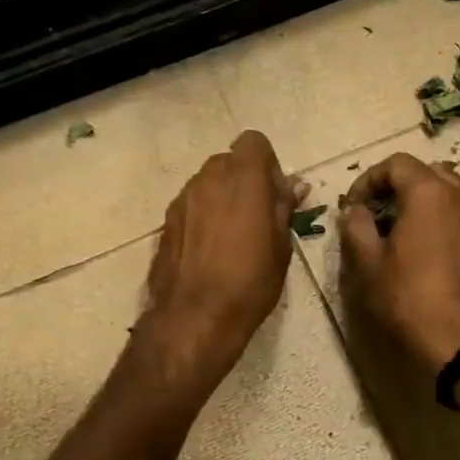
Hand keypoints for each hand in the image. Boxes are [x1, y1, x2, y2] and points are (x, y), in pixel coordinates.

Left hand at [144, 130, 300, 382]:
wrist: (195, 317)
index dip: (267, 163)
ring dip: (222, 198)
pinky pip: (191, 206)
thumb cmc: (250, 282)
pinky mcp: (166, 222)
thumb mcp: (281, 246)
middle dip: (244, 180)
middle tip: (257, 215)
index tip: (274, 194)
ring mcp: (182, 200)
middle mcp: (208, 179)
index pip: (254, 142)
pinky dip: (203, 217)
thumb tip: (293, 185)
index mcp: (243, 178)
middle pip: (229, 161)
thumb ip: (284, 208)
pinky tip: (210, 250)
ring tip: (232, 236)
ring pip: (207, 184)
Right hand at [340, 154, 459, 370]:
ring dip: (419, 202)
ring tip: (398, 232)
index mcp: (429, 193)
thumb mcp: (369, 264)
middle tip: (375, 214)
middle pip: (425, 172)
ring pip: (446, 192)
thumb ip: (356, 228)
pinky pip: (459, 214)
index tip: (352, 208)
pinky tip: (422, 250)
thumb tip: (354, 211)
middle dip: (396, 187)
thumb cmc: (410, 298)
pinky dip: (438, 219)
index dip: (368, 180)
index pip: (396, 164)